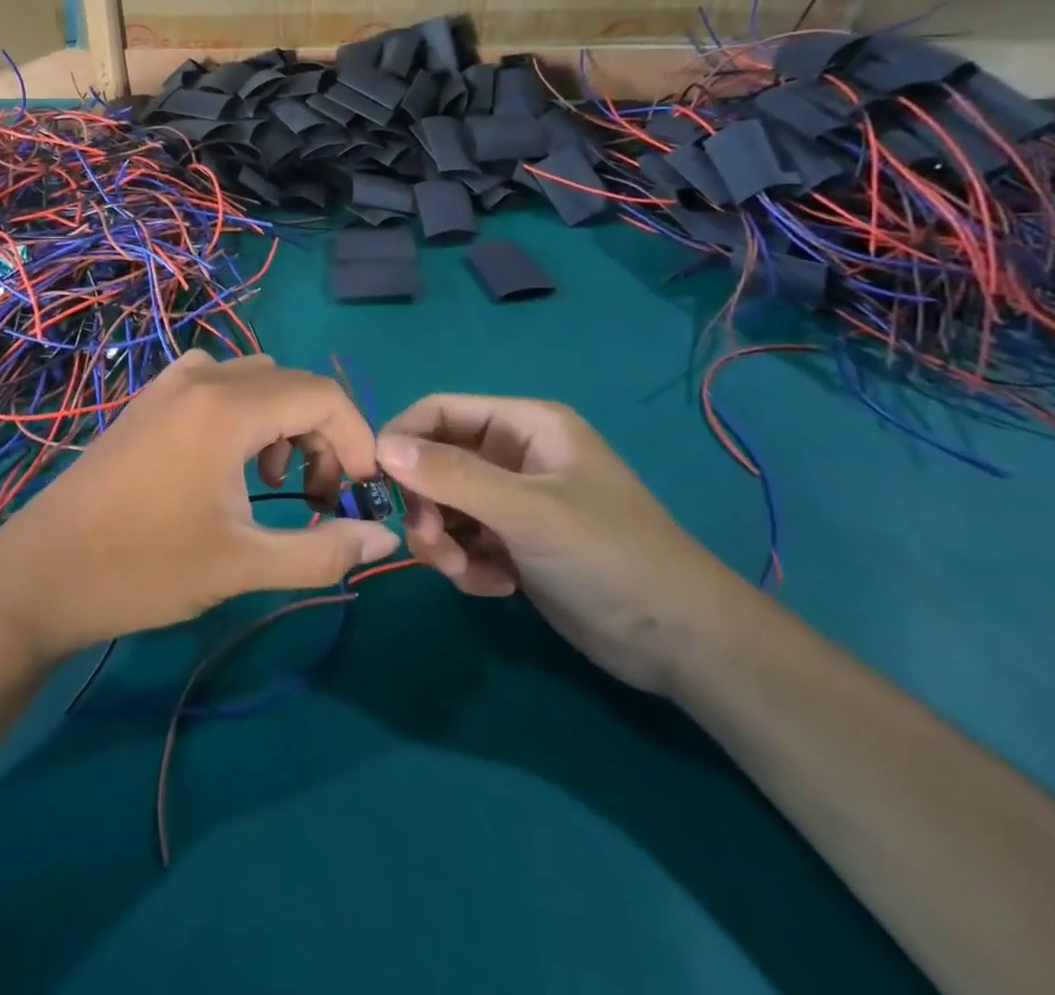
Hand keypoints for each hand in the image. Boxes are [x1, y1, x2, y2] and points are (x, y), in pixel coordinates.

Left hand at [0, 351, 401, 660]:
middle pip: (291, 384)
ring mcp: (168, 386)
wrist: (40, 575)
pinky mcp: (147, 401)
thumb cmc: (142, 569)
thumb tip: (383, 540)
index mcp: (227, 408)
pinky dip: (244, 412)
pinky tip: (228, 461)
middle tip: (317, 496)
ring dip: (283, 421)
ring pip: (254, 380)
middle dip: (322, 434)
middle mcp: (201, 380)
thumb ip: (322, 551)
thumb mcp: (242, 565)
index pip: (323, 395)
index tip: (359, 491)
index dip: (357, 438)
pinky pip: (216, 384)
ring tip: (275, 480)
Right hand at [377, 395, 748, 693]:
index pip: (438, 412)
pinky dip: (466, 564)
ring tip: (467, 573)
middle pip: (435, 463)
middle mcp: (514, 455)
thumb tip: (381, 446)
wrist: (680, 642)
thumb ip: (452, 475)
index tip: (375, 484)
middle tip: (430, 546)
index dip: (401, 439)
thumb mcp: (527, 510)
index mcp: (524, 425)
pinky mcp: (515, 544)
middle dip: (426, 505)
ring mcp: (513, 502)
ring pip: (445, 506)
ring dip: (443, 541)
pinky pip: (464, 541)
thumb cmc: (608, 555)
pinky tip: (495, 587)